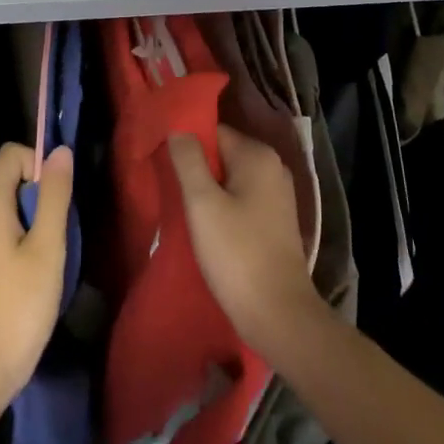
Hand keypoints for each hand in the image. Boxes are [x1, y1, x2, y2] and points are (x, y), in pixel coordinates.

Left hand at [0, 142, 73, 404]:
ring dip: (33, 218)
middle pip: (10, 177)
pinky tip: (33, 270)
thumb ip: (55, 195)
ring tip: (49, 254)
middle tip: (58, 232)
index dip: (40, 165)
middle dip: (40, 193)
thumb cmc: (18, 306)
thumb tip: (60, 150)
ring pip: (7, 204)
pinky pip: (0, 227)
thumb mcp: (47, 247)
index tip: (58, 201)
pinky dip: (20, 236)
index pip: (13, 153)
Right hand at [168, 125, 325, 360]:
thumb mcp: (202, 203)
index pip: (213, 132)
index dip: (187, 146)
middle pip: (223, 154)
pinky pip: (242, 200)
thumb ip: (188, 160)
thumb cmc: (237, 254)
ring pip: (231, 179)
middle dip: (197, 169)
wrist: (279, 315)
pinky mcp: (277, 221)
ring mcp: (278, 195)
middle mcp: (273, 167)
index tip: (164, 166)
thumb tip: (178, 128)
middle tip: (171, 190)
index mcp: (258, 155)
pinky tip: (207, 228)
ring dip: (208, 192)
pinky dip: (224, 208)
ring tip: (185, 211)